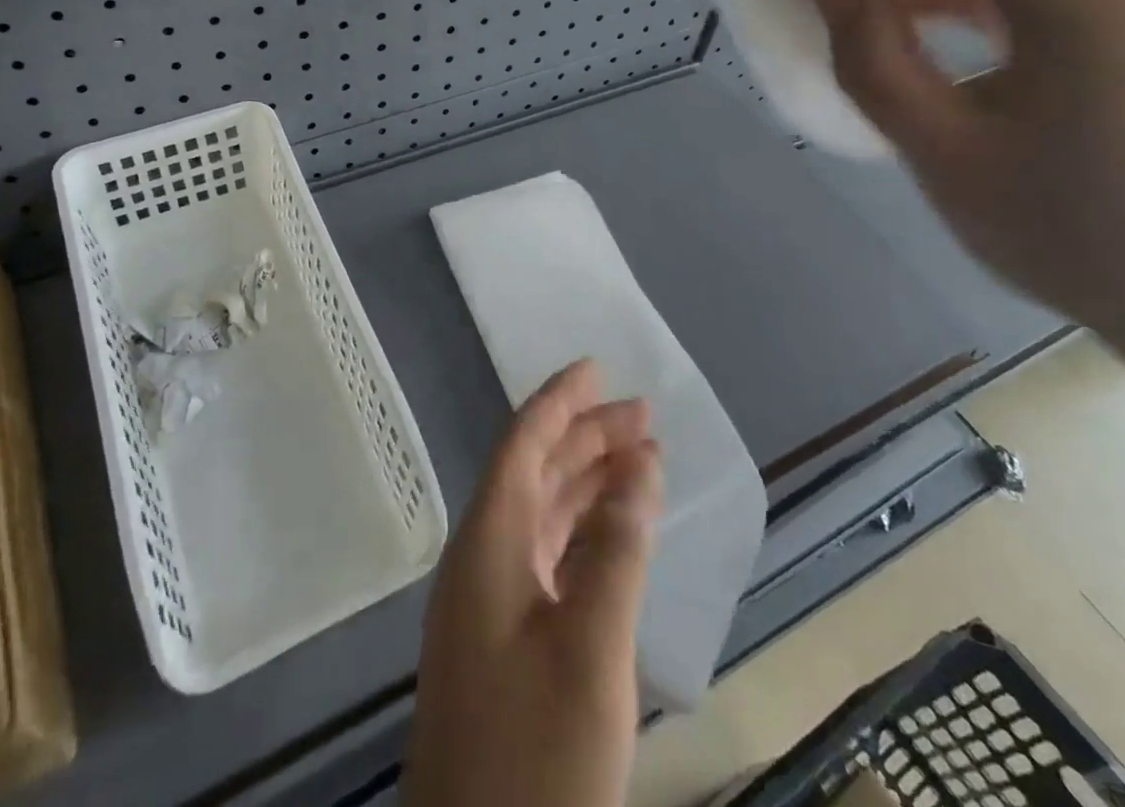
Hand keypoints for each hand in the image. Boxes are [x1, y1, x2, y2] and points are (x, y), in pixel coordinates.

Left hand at [403, 360, 661, 806]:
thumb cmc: (536, 758)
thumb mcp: (591, 651)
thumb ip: (618, 552)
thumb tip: (641, 466)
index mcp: (488, 542)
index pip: (522, 444)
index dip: (558, 400)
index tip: (596, 367)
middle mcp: (482, 557)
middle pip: (534, 472)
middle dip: (585, 436)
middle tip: (642, 415)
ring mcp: (489, 601)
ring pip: (540, 513)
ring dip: (586, 482)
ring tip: (639, 458)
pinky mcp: (503, 640)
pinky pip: (545, 557)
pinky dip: (582, 532)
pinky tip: (613, 531)